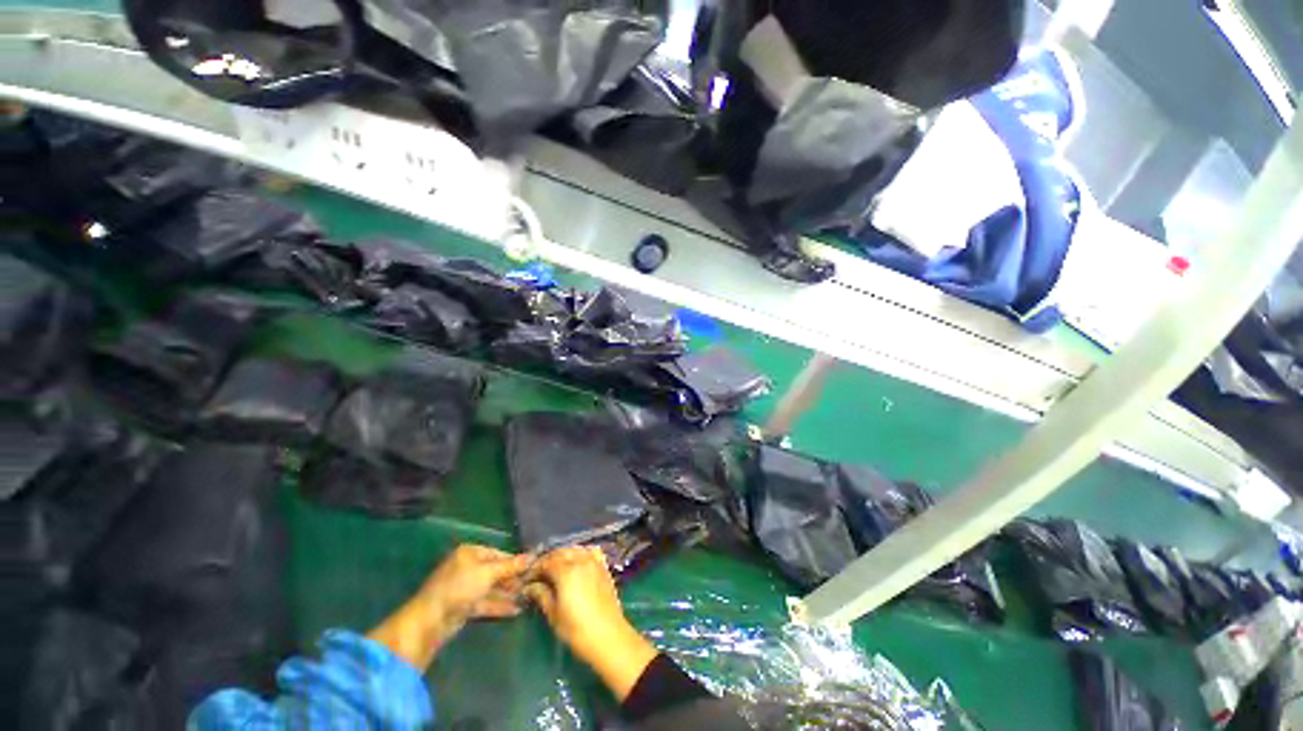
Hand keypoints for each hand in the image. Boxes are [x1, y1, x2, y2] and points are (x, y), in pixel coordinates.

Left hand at [419, 544, 531, 627]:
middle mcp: (467, 568)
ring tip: (527, 597)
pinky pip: (485, 602)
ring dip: (507, 593)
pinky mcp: (463, 607)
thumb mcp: (489, 573)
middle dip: (512, 579)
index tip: (532, 567)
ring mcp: (464, 588)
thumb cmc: (459, 587)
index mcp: (470, 554)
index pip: (498, 553)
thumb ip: (511, 566)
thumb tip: (533, 556)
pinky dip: (499, 605)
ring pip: (491, 588)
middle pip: (495, 571)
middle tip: (531, 584)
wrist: (430, 620)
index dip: (514, 561)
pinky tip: (516, 610)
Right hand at [524, 547, 657, 700]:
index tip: (527, 578)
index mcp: (566, 571)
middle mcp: (581, 560)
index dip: (535, 568)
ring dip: (563, 555)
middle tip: (539, 574)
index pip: (546, 562)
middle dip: (548, 560)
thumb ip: (541, 595)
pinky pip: (590, 551)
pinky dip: (581, 553)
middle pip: (560, 552)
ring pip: (575, 550)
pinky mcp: (603, 567)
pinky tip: (576, 563)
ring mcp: (594, 562)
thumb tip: (530, 586)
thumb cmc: (577, 629)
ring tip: (555, 569)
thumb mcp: (554, 614)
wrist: (608, 635)